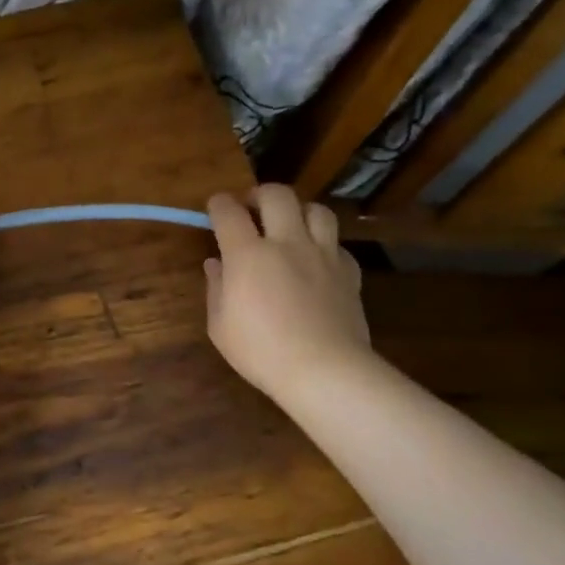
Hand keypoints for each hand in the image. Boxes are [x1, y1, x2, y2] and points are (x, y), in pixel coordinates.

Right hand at [204, 185, 372, 405]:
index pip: (229, 212)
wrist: (324, 370)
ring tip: (289, 225)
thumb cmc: (260, 351)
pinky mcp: (349, 271)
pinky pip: (337, 243)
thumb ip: (216, 288)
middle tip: (251, 208)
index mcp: (248, 255)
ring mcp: (323, 254)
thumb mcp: (220, 326)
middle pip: (277, 195)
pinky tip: (315, 260)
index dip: (219, 204)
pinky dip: (323, 244)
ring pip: (316, 209)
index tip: (215, 207)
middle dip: (259, 194)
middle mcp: (287, 243)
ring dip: (298, 211)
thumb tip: (215, 264)